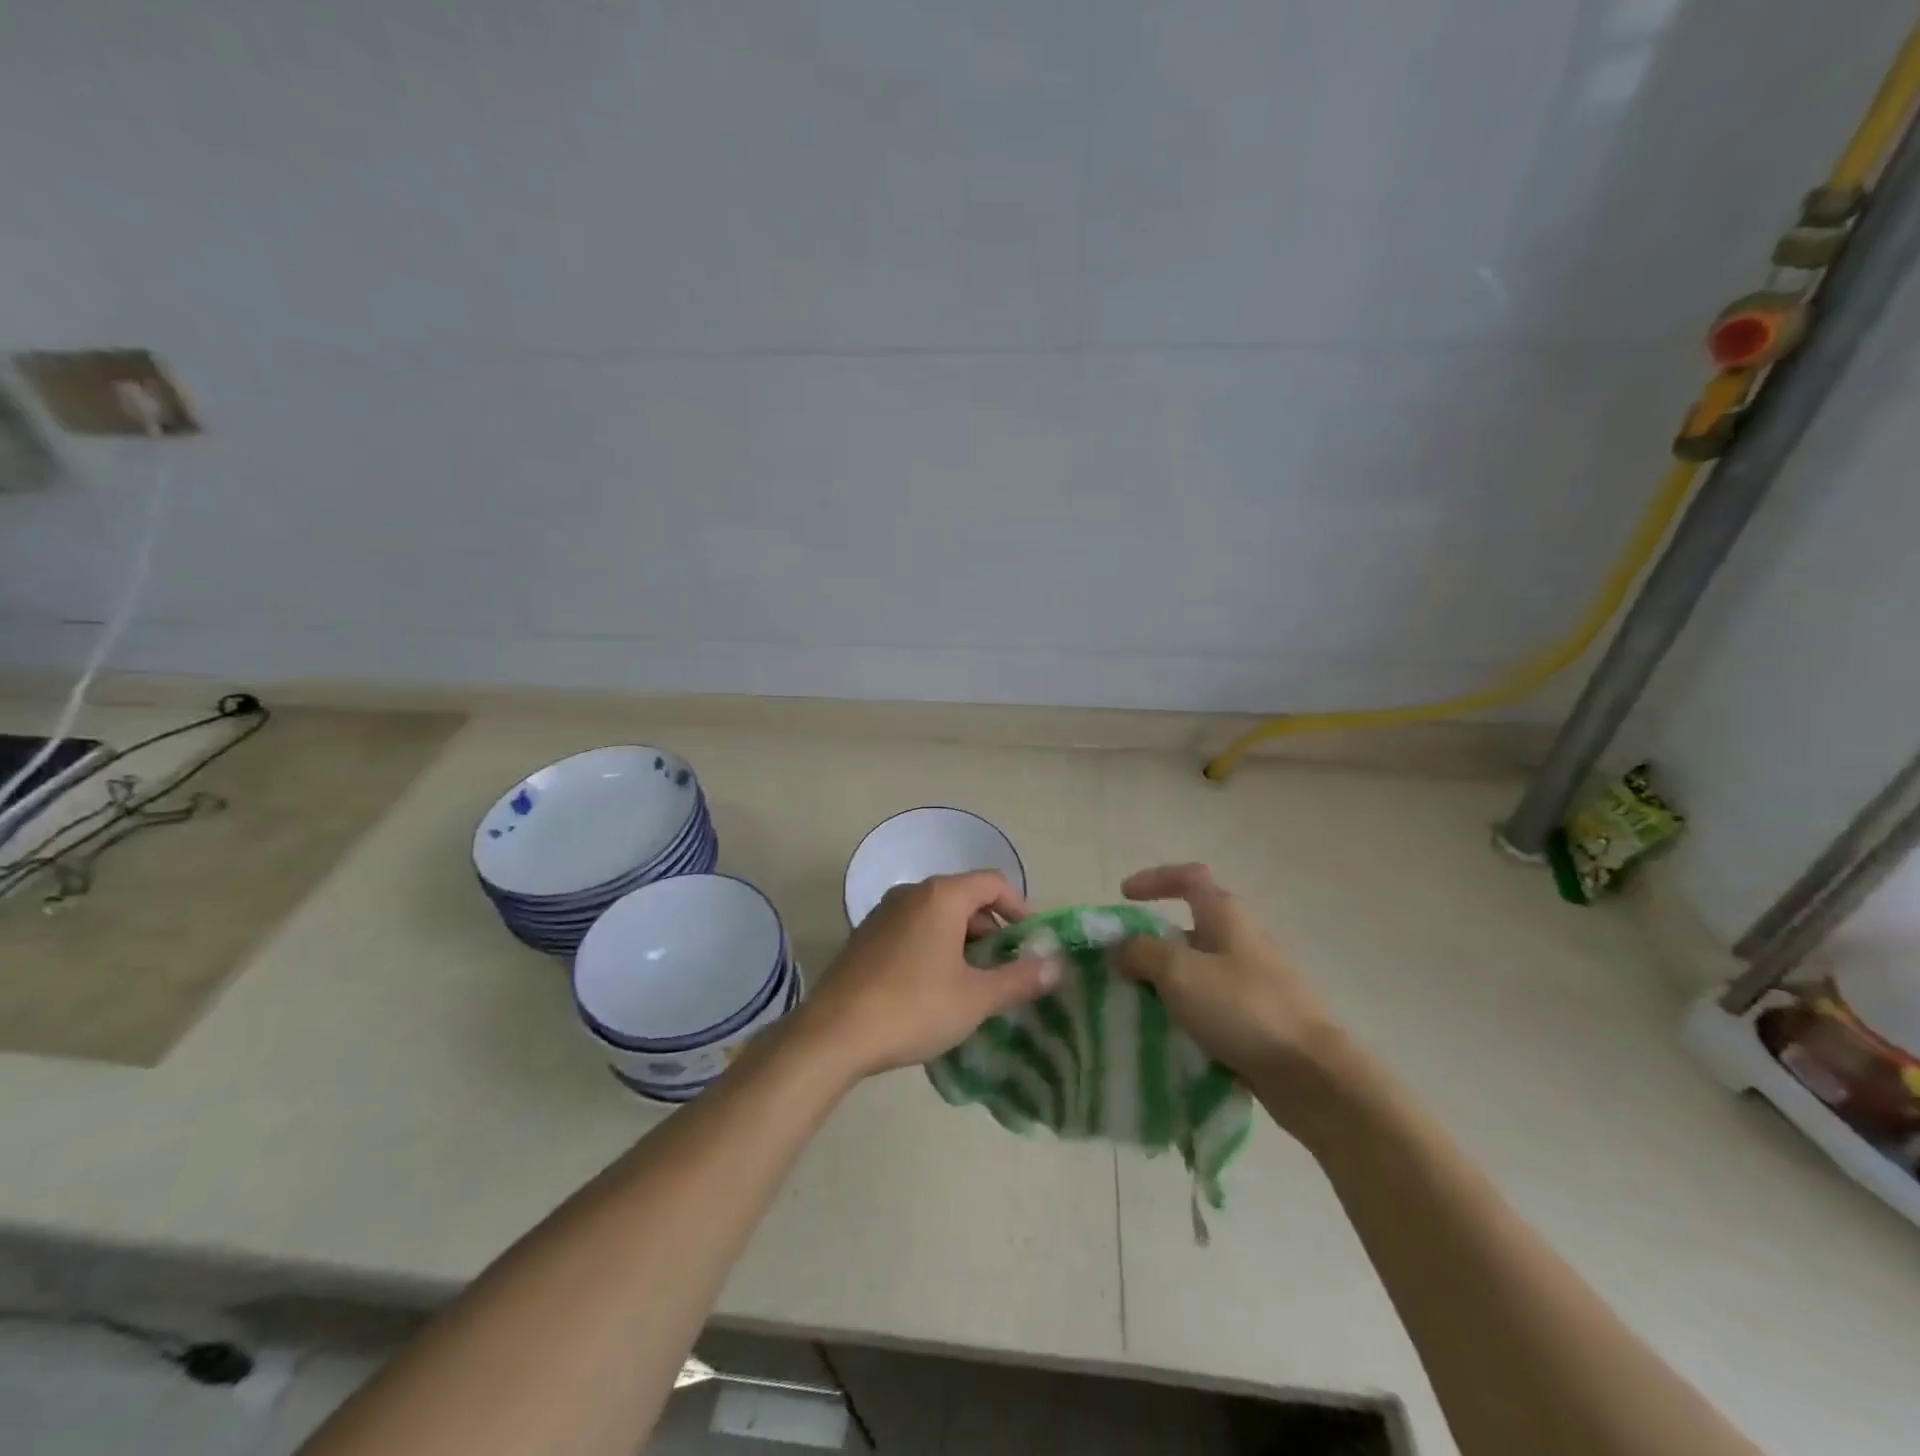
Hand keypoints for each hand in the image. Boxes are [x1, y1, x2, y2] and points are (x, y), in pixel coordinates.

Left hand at [794, 872, 1058, 1081]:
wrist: (834, 1033)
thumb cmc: (914, 1007)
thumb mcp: (975, 998)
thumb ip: (1019, 979)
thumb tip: (1055, 966)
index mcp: (942, 896)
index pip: (993, 883)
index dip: (1020, 908)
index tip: (1031, 942)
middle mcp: (911, 893)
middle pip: (965, 898)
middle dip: (991, 931)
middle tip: (1004, 971)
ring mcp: (883, 913)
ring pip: (937, 916)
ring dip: (962, 942)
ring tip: (971, 985)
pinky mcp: (865, 936)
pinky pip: (912, 930)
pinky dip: (933, 947)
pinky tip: (932, 989)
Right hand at [1115, 863, 1339, 1089]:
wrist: (1312, 1074)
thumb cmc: (1242, 1008)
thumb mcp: (1178, 972)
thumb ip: (1142, 953)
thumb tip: (1124, 951)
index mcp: (1226, 914)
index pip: (1188, 877)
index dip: (1154, 879)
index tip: (1124, 897)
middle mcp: (1243, 938)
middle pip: (1191, 925)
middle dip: (1155, 941)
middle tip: (1125, 965)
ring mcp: (1256, 978)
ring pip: (1201, 968)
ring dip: (1169, 980)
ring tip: (1141, 1003)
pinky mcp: (1262, 1016)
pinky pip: (1214, 1002)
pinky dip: (1190, 1010)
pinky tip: (1174, 1034)